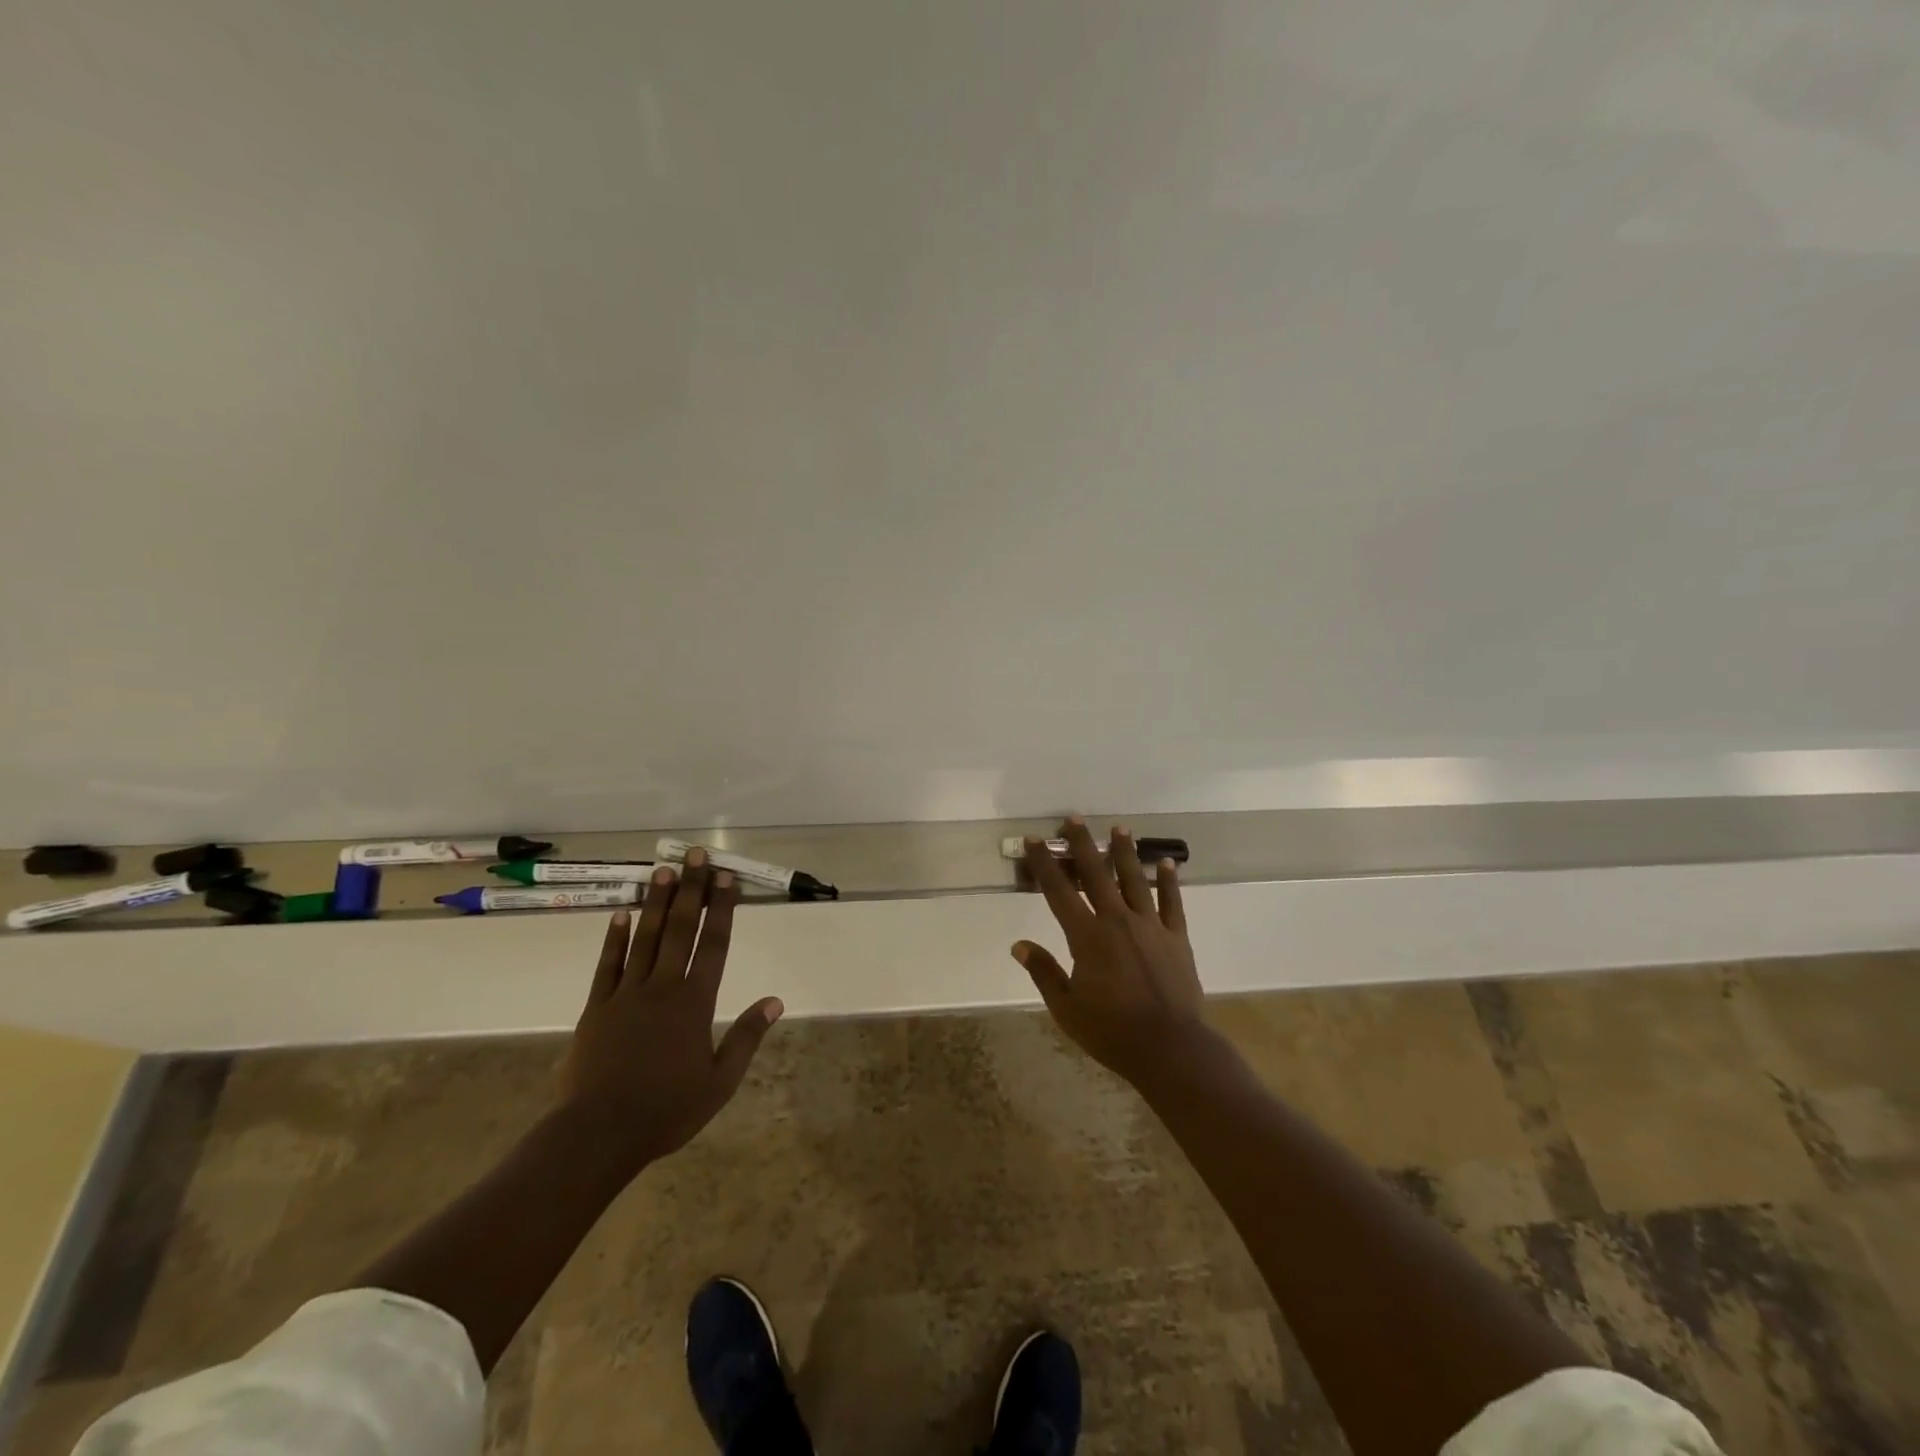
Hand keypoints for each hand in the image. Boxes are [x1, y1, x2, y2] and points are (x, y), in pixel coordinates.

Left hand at [557, 849, 783, 1174]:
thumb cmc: (666, 1110)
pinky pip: (608, 964)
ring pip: (645, 937)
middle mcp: (663, 987)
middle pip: (680, 928)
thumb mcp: (719, 1082)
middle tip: (695, 854)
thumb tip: (775, 1002)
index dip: (721, 908)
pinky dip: (615, 938)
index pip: (714, 944)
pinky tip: (622, 913)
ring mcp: (627, 994)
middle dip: (690, 889)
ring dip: (656, 901)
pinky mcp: (597, 1007)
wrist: (598, 1134)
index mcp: (695, 1002)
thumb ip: (746, 1037)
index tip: (725, 877)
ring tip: (663, 869)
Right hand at [1014, 817, 1205, 1088]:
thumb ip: (1043, 972)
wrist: (1170, 1048)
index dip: (1044, 864)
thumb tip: (1019, 945)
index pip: (1058, 892)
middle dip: (1082, 844)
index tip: (1033, 840)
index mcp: (1087, 937)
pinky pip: (1172, 902)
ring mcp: (1150, 926)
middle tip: (1073, 819)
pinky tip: (1166, 862)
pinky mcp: (1176, 937)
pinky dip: (1168, 881)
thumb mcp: (1066, 1008)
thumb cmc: (1112, 1032)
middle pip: (1096, 874)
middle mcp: (1117, 921)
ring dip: (1124, 852)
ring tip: (1119, 828)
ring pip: (1134, 880)